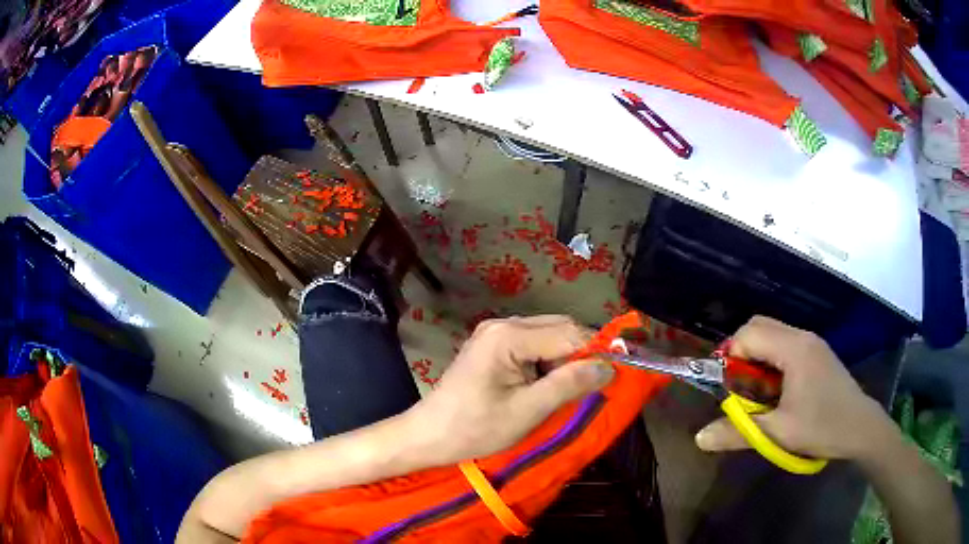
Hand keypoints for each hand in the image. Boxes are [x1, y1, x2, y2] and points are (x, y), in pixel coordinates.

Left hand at [404, 315, 614, 465]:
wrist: (429, 436)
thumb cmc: (475, 428)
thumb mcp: (528, 411)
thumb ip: (569, 384)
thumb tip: (610, 367)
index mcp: (509, 336)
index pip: (569, 333)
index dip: (596, 353)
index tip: (614, 378)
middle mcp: (503, 324)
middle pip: (560, 329)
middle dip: (580, 355)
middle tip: (590, 388)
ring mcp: (495, 333)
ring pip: (549, 336)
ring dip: (565, 360)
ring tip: (567, 392)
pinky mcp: (493, 346)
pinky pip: (533, 346)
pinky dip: (548, 363)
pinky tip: (545, 387)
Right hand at [695, 316, 892, 460]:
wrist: (861, 427)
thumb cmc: (822, 426)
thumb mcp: (778, 433)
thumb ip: (738, 432)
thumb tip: (699, 438)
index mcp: (794, 348)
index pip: (749, 333)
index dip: (732, 357)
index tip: (730, 389)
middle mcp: (802, 336)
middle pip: (759, 326)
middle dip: (742, 352)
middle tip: (739, 387)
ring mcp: (812, 342)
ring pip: (773, 334)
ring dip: (757, 357)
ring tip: (758, 392)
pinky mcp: (817, 353)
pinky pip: (785, 344)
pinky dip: (772, 360)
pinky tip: (778, 390)